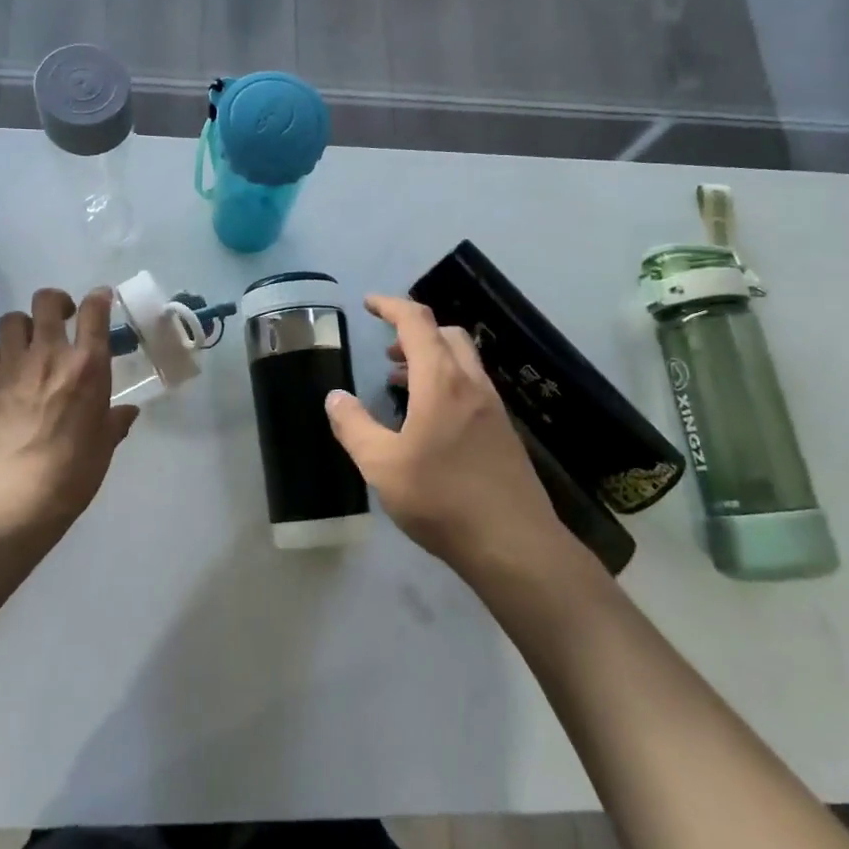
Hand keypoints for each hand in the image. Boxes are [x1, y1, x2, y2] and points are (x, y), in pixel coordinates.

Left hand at [0, 288, 138, 531]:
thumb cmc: (77, 470)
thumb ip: (116, 421)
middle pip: (47, 301)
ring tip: (26, 343)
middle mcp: (50, 355)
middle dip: (56, 301)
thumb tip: (127, 412)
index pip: (95, 311)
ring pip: (10, 320)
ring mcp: (13, 368)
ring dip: (20, 326)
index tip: (101, 298)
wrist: (24, 496)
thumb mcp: (106, 443)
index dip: (99, 297)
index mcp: (88, 366)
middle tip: (61, 317)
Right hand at [325, 295, 562, 582]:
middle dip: (414, 332)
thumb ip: (353, 426)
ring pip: (462, 361)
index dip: (391, 306)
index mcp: (441, 381)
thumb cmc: (441, 499)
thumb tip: (335, 397)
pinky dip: (446, 382)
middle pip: (446, 334)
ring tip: (399, 383)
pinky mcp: (503, 432)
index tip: (369, 304)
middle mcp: (472, 384)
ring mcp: (493, 408)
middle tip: (387, 351)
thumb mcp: (381, 465)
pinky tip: (429, 420)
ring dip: (431, 358)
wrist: (513, 544)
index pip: (417, 322)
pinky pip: (471, 387)